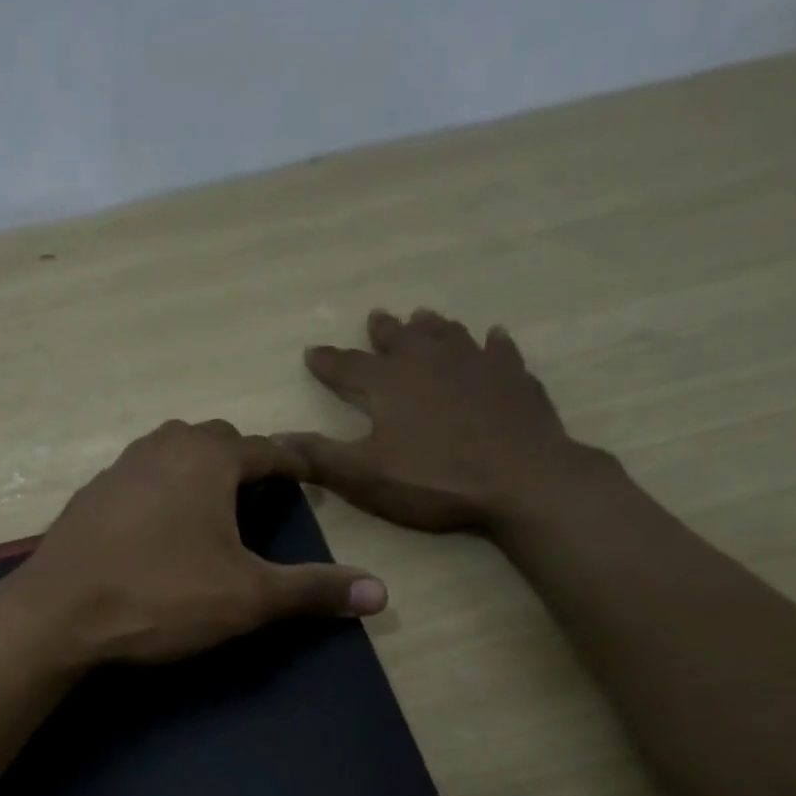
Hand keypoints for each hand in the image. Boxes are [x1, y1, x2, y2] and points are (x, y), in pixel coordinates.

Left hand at [0, 420, 387, 666]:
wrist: (56, 615)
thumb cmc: (161, 597)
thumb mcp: (247, 598)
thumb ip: (312, 591)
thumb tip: (382, 593)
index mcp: (208, 457)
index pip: (267, 450)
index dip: (294, 465)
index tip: (311, 479)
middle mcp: (162, 446)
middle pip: (218, 440)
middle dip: (244, 462)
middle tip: (261, 499)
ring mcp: (118, 469)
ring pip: (173, 453)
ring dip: (198, 472)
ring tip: (214, 512)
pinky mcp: (89, 497)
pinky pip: (139, 480)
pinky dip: (161, 492)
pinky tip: (159, 531)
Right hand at [281, 308, 605, 534]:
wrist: (521, 479)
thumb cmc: (435, 480)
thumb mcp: (365, 476)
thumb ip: (319, 457)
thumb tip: (274, 440)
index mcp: (389, 385)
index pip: (348, 367)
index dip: (328, 361)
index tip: (312, 351)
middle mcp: (429, 363)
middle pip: (401, 340)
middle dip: (384, 331)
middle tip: (377, 317)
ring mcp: (476, 365)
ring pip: (448, 335)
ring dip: (433, 326)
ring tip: (424, 315)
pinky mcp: (514, 378)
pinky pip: (499, 351)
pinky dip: (491, 343)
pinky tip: (493, 337)